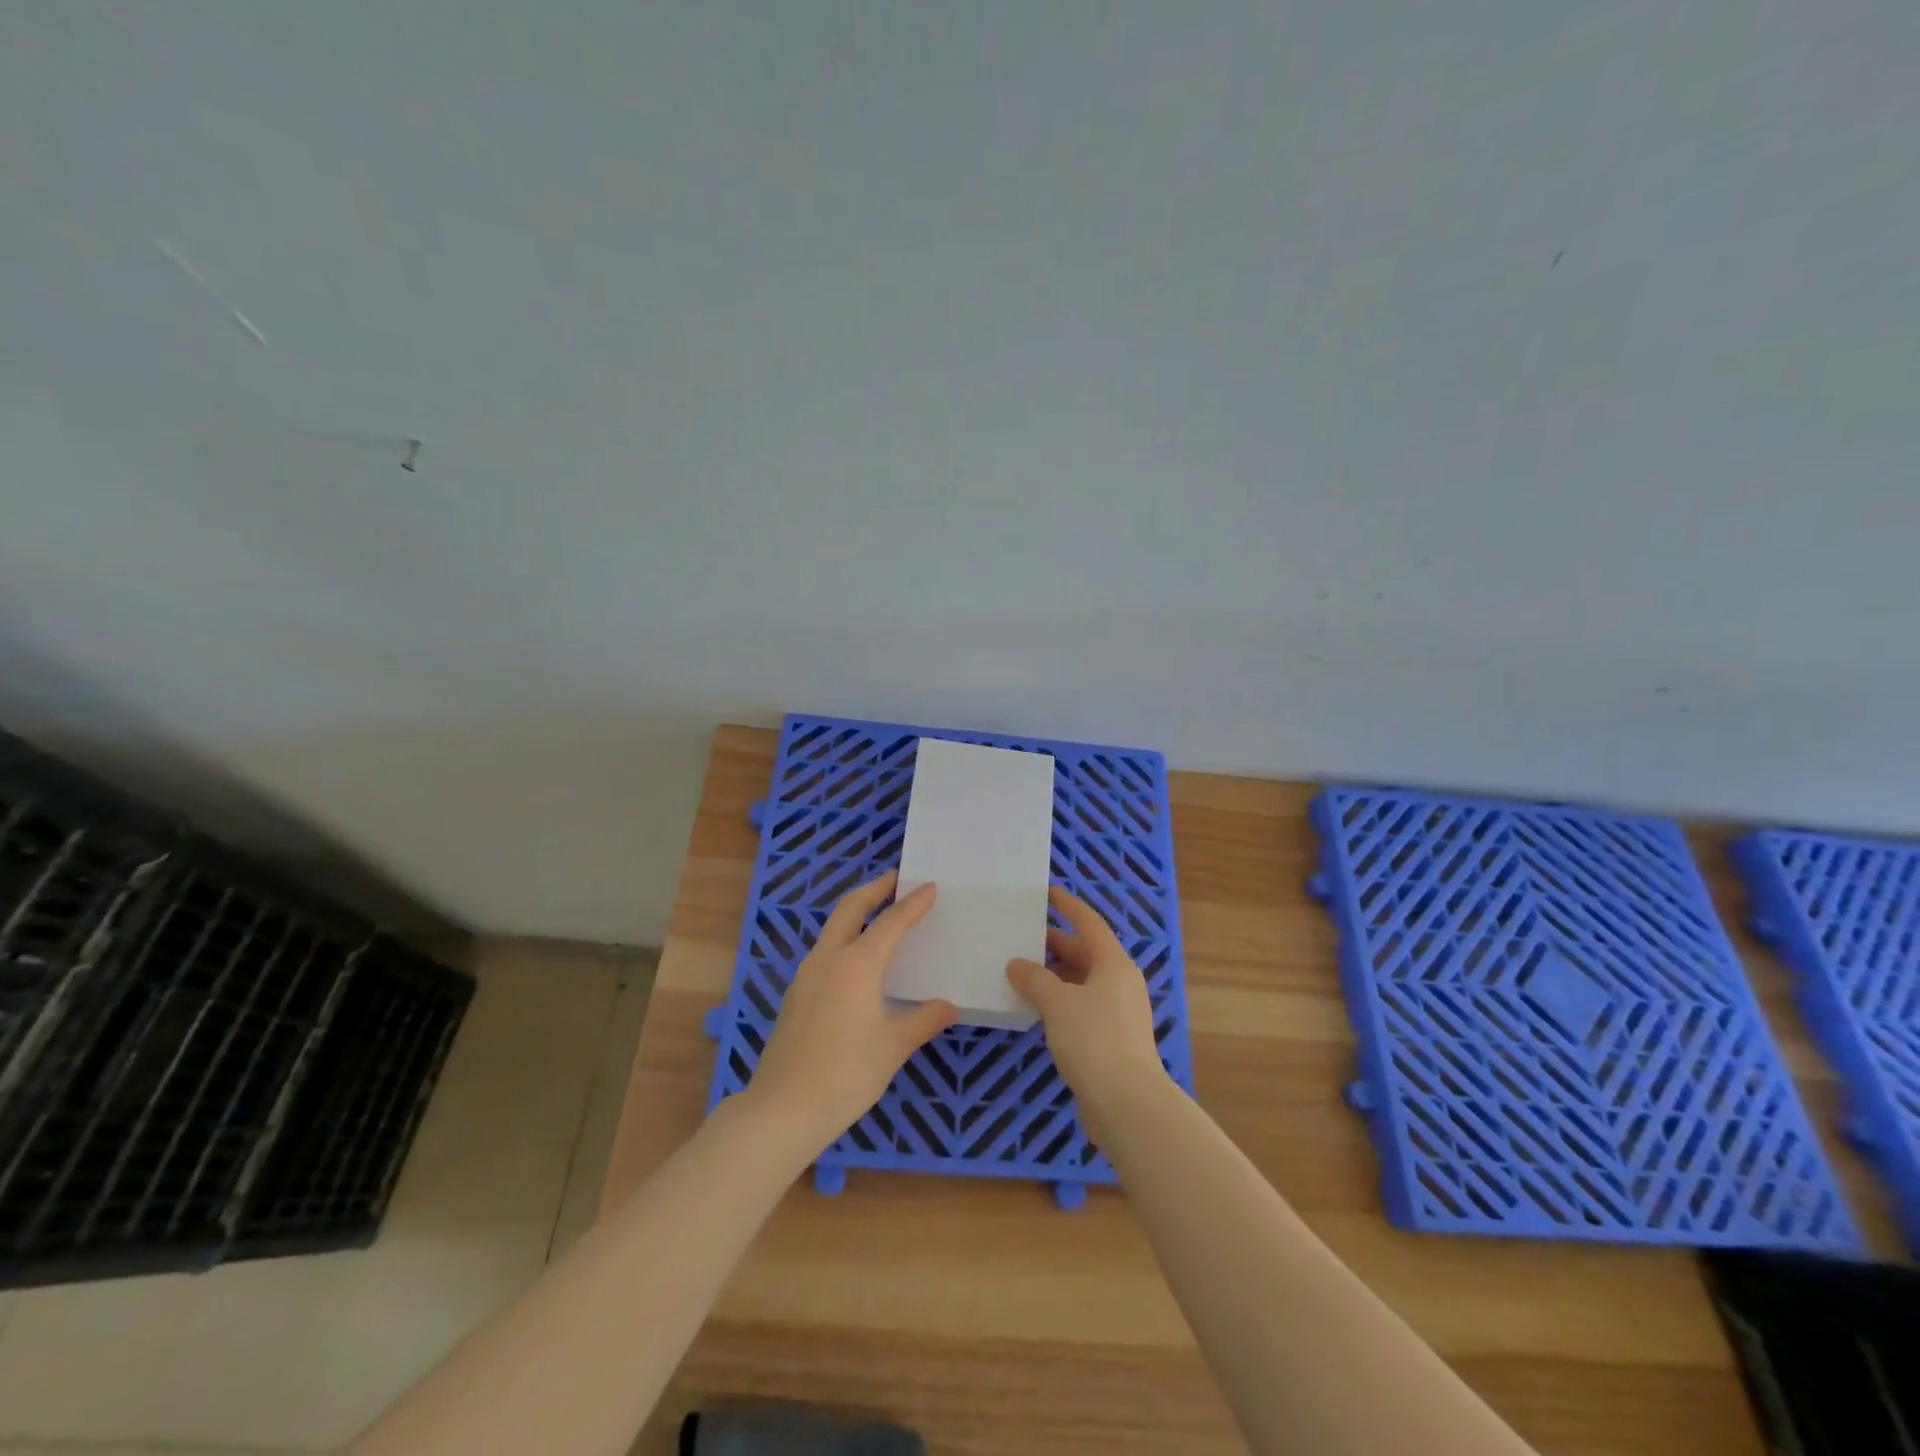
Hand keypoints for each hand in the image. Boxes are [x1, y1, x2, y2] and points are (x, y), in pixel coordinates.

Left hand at [745, 871, 957, 1152]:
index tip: (929, 886)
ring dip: (856, 912)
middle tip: (896, 879)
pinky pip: (825, 951)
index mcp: (858, 964)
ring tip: (879, 914)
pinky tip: (856, 961)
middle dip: (874, 889)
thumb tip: (949, 1006)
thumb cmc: (846, 1074)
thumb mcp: (893, 1047)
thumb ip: (923, 1020)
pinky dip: (844, 938)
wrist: (783, 1108)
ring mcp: (807, 974)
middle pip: (851, 908)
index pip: (891, 922)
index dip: (912, 903)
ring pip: (833, 928)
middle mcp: (829, 958)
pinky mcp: (796, 993)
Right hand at [1006, 886, 1168, 1133]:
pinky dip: (1060, 1000)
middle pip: (1085, 952)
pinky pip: (1082, 1006)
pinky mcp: (1112, 1038)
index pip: (1089, 923)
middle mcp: (1120, 982)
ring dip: (1054, 975)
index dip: (1068, 906)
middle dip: (1054, 944)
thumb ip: (1034, 979)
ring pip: (1082, 981)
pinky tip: (1036, 1008)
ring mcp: (1118, 1012)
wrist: (1127, 1103)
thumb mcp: (1057, 1003)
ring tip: (1020, 972)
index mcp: (1114, 963)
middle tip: (1021, 937)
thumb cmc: (1094, 1040)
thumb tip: (1017, 965)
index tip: (1047, 893)